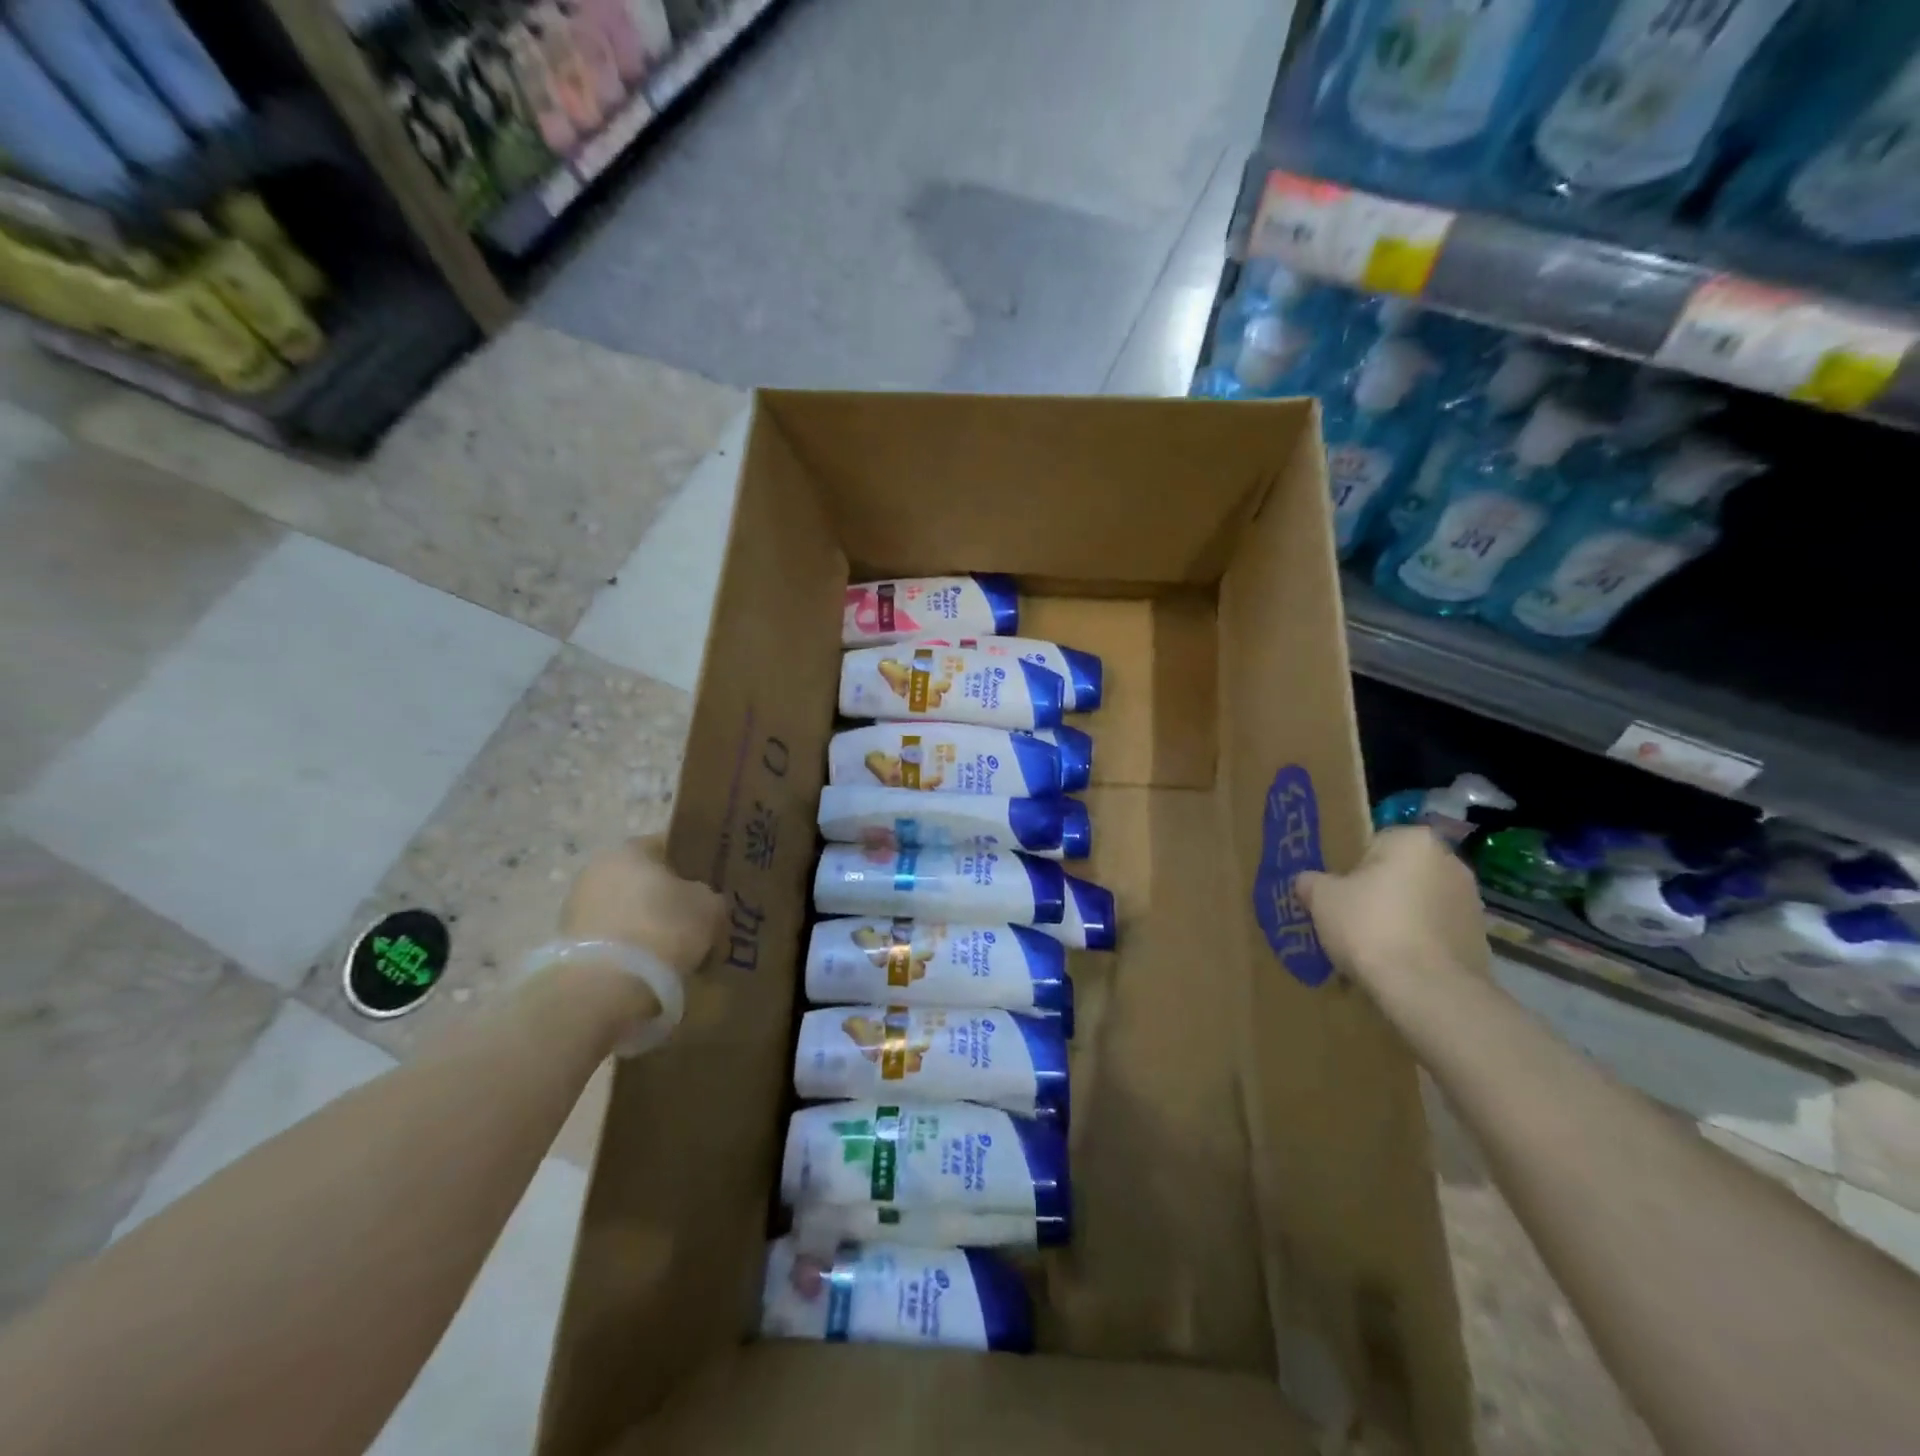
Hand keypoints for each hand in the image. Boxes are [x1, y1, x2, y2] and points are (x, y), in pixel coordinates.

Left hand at [559, 836, 726, 976]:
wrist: (604, 987)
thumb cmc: (662, 929)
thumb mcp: (709, 907)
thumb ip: (709, 896)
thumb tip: (702, 901)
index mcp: (631, 849)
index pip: (669, 845)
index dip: (694, 864)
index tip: (713, 885)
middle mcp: (597, 869)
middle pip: (645, 879)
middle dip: (668, 898)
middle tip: (697, 920)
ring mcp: (577, 907)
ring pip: (627, 910)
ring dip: (647, 924)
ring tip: (675, 950)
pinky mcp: (568, 944)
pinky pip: (613, 939)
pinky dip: (630, 949)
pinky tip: (650, 968)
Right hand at [1297, 827, 1489, 1008]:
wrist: (1427, 990)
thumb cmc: (1370, 926)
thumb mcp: (1321, 898)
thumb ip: (1311, 882)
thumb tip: (1307, 881)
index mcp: (1414, 841)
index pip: (1374, 843)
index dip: (1351, 868)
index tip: (1338, 892)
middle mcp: (1451, 863)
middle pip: (1399, 874)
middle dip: (1378, 893)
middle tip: (1350, 918)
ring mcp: (1471, 903)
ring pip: (1419, 905)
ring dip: (1400, 919)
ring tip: (1372, 948)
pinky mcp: (1480, 941)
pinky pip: (1436, 934)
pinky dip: (1418, 944)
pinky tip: (1397, 965)